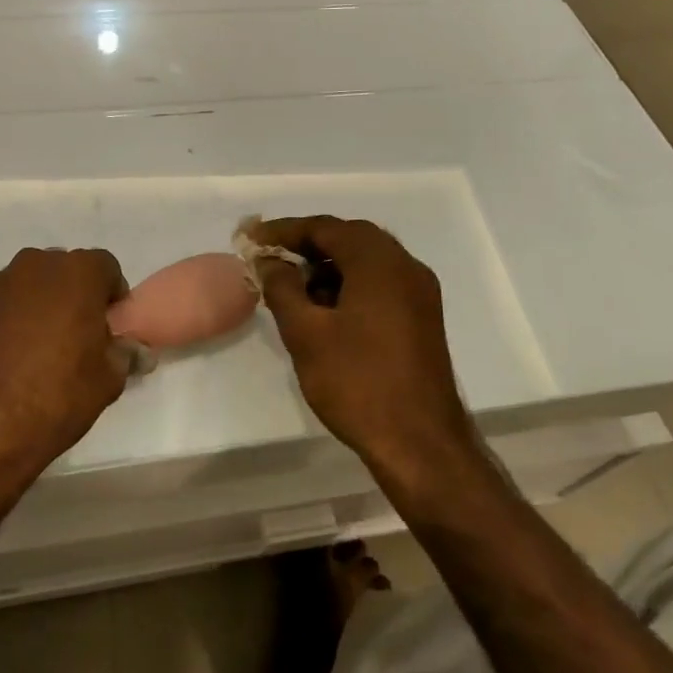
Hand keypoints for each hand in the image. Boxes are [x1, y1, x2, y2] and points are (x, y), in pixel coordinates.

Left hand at [0, 248, 131, 478]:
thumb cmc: (56, 395)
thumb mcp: (107, 380)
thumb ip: (124, 354)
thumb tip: (135, 350)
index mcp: (77, 272)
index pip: (107, 268)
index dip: (113, 297)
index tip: (111, 329)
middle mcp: (37, 265)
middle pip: (68, 272)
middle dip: (79, 297)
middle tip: (82, 338)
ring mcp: (0, 284)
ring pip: (35, 286)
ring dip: (46, 306)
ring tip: (47, 350)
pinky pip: (8, 305)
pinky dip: (17, 320)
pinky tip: (17, 357)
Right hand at [251, 216, 478, 476]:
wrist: (421, 444)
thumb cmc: (358, 383)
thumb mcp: (306, 333)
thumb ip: (282, 287)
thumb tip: (269, 260)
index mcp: (379, 262)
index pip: (325, 228)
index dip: (284, 230)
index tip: (251, 238)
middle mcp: (405, 266)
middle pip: (349, 239)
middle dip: (307, 245)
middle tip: (270, 258)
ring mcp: (419, 293)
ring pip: (366, 262)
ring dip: (328, 266)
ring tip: (292, 287)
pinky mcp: (422, 318)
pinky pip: (380, 284)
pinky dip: (349, 285)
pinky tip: (324, 310)